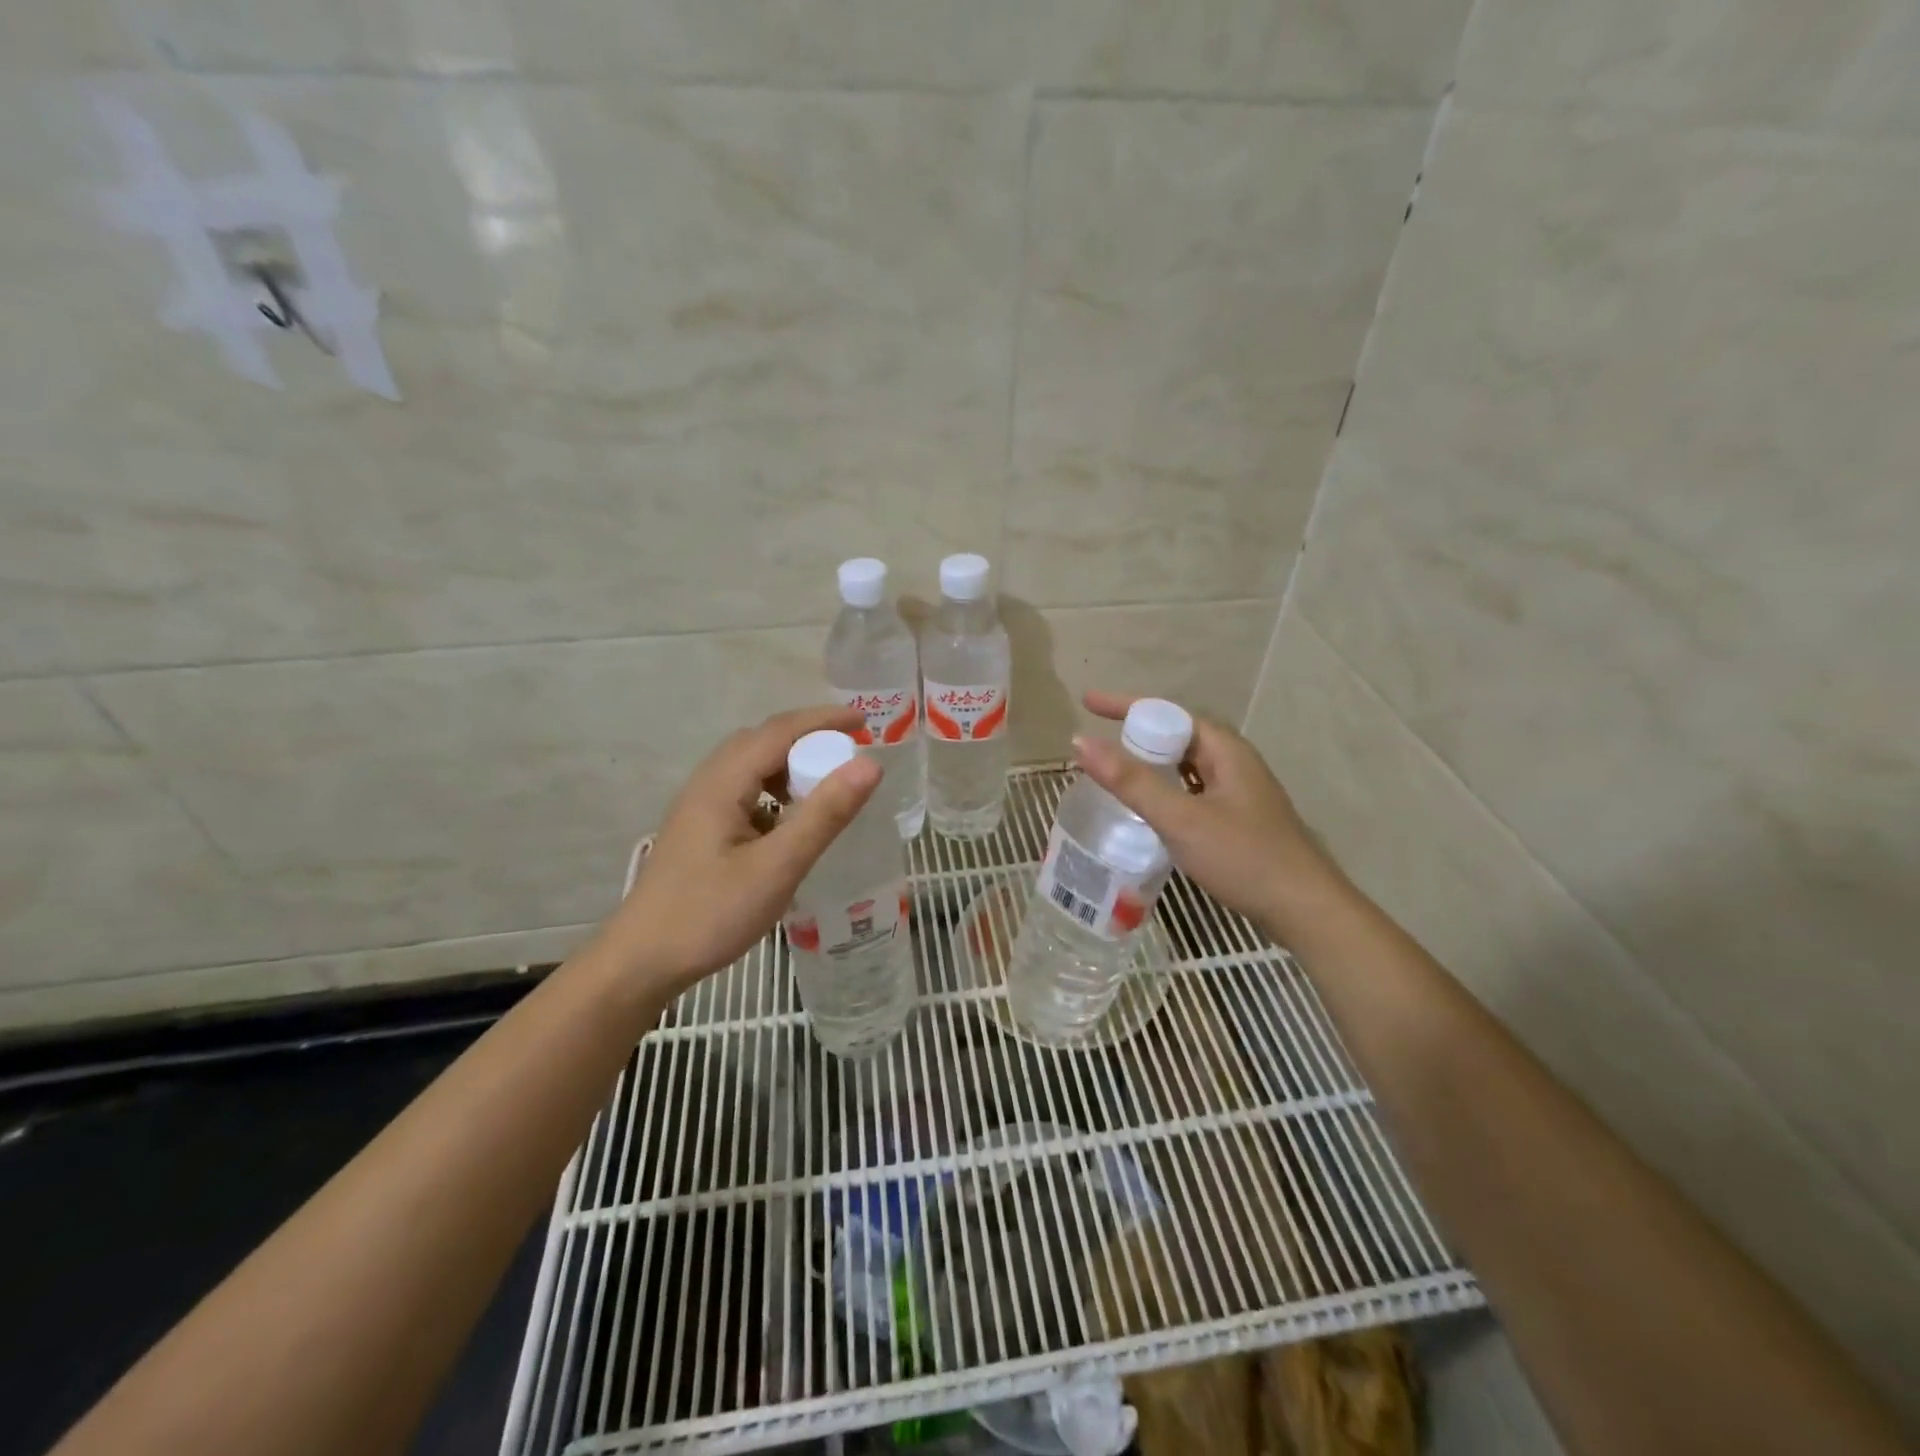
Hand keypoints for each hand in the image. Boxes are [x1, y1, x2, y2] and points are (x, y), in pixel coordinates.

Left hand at [606, 705, 881, 994]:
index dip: (825, 720)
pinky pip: (744, 790)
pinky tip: (790, 821)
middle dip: (810, 737)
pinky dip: (776, 790)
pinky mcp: (701, 828)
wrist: (642, 961)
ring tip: (826, 784)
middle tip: (850, 752)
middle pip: (763, 740)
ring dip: (791, 764)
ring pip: (751, 766)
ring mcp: (700, 806)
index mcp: (723, 783)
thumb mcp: (777, 867)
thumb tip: (870, 766)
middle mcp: (708, 782)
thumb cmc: (710, 914)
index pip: (780, 731)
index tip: (866, 722)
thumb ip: (823, 815)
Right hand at [1072, 691, 1339, 935]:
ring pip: (1183, 765)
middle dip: (1135, 733)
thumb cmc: (1244, 857)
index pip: (1167, 713)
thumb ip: (1131, 782)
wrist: (1304, 910)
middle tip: (1096, 743)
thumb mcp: (1182, 818)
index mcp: (1224, 749)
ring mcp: (1237, 792)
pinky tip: (1147, 808)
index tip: (1087, 703)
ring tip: (1113, 770)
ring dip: (1148, 763)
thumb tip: (1080, 742)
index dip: (1125, 705)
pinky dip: (1162, 788)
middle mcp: (1233, 762)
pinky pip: (1189, 790)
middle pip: (1176, 735)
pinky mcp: (1236, 819)